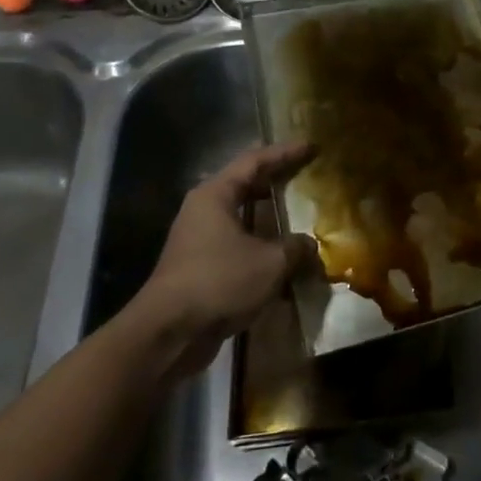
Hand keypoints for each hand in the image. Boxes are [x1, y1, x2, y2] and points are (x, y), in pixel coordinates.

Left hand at [128, 142, 318, 370]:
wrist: (169, 334)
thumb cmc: (219, 282)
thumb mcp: (271, 262)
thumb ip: (296, 247)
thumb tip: (310, 246)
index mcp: (216, 195)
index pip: (255, 161)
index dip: (285, 152)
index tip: (312, 146)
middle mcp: (204, 211)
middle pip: (246, 186)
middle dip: (277, 181)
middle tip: (307, 175)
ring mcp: (199, 240)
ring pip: (243, 218)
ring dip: (270, 218)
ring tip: (301, 215)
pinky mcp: (201, 268)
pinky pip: (239, 246)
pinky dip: (262, 246)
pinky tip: (285, 258)